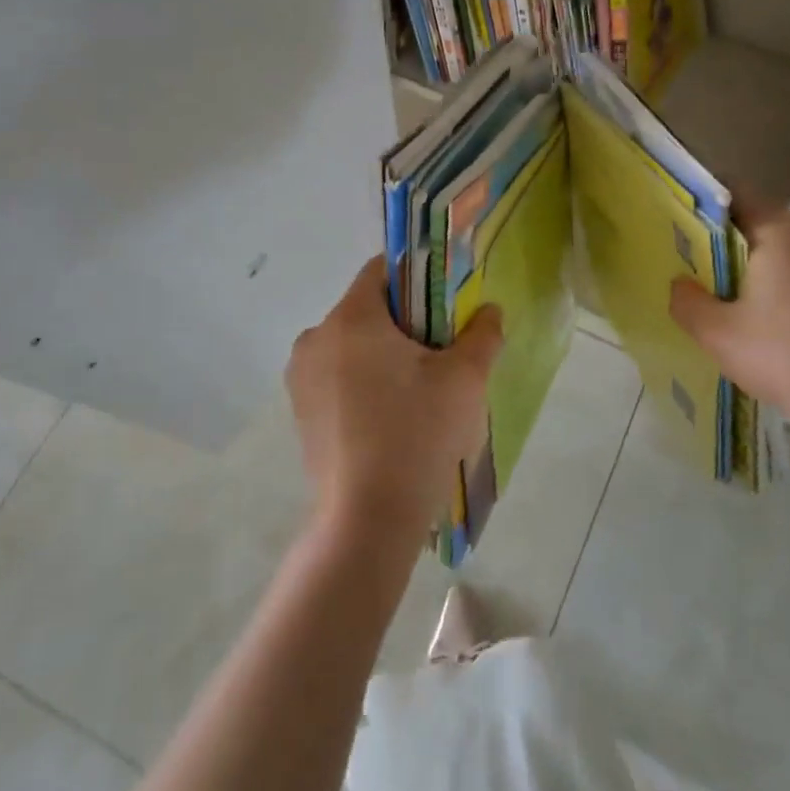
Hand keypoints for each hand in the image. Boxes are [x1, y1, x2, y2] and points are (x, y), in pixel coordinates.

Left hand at [286, 256, 501, 542]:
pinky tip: (391, 417)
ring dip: (383, 354)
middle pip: (367, 308)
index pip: (382, 270)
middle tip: (441, 353)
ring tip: (419, 391)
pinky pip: (337, 376)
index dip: (418, 276)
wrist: (367, 520)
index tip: (445, 305)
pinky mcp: (300, 411)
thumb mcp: (465, 379)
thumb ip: (482, 334)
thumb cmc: (417, 434)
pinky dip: (364, 381)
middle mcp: (316, 338)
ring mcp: (301, 377)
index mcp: (350, 317)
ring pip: (352, 344)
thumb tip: (489, 311)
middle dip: (405, 321)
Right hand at [670, 209, 789, 460]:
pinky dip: (789, 293)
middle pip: (758, 224)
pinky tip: (777, 333)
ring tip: (734, 309)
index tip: (677, 232)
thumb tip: (680, 284)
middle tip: (698, 279)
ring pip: (787, 254)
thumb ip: (687, 303)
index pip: (732, 192)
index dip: (700, 207)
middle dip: (727, 246)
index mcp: (779, 229)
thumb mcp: (721, 336)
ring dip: (760, 273)